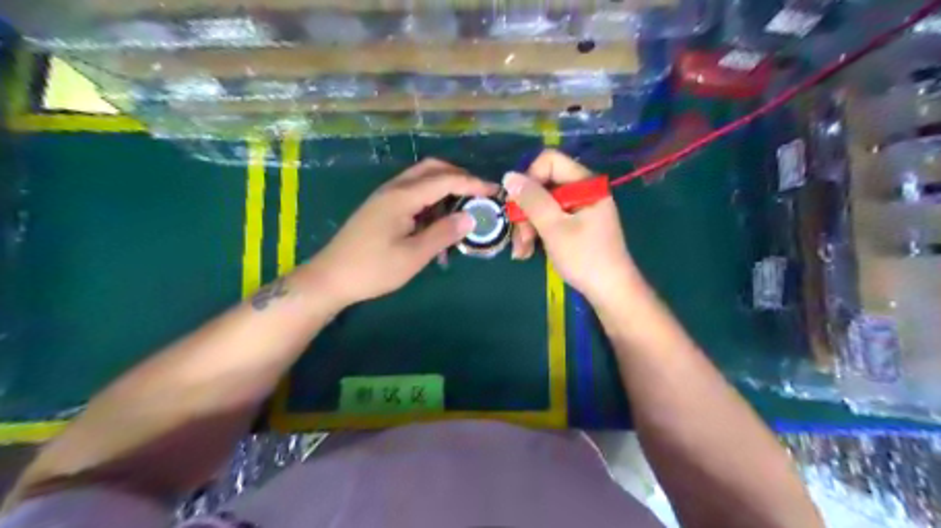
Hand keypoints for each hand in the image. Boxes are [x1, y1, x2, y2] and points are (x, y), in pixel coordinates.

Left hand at [302, 158, 495, 307]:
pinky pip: (412, 192)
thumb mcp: (413, 256)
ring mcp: (385, 196)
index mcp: (402, 196)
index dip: (473, 184)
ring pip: (421, 179)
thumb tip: (470, 217)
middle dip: (459, 177)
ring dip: (445, 186)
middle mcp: (394, 188)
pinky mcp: (381, 207)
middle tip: (480, 194)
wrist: (330, 278)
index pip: (445, 180)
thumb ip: (443, 234)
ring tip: (463, 207)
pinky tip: (438, 219)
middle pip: (432, 169)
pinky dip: (431, 198)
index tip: (495, 191)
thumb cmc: (373, 269)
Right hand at [507, 148, 640, 304]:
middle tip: (518, 238)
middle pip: (543, 185)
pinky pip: (549, 218)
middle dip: (525, 211)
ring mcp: (579, 208)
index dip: (529, 179)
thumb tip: (508, 176)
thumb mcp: (554, 228)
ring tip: (521, 252)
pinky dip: (536, 233)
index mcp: (586, 183)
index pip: (549, 161)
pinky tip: (527, 252)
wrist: (611, 292)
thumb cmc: (585, 258)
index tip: (518, 206)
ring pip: (542, 204)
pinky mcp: (574, 224)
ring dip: (527, 226)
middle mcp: (583, 190)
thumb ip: (532, 200)